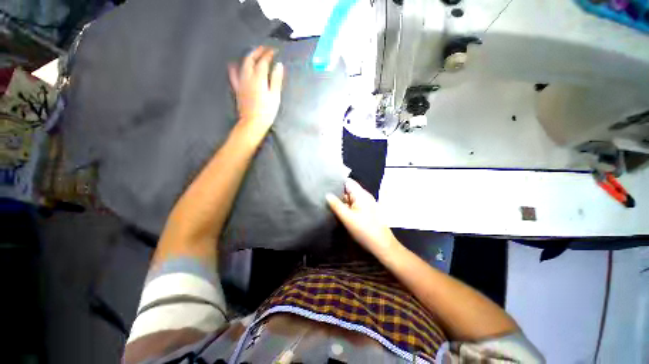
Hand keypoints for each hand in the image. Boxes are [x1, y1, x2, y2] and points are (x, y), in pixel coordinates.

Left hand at [229, 46, 283, 139]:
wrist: (253, 123)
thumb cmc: (267, 111)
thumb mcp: (275, 96)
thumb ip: (276, 79)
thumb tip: (279, 65)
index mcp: (259, 77)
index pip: (264, 61)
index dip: (269, 54)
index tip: (275, 51)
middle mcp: (247, 76)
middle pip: (251, 59)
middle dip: (258, 51)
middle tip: (265, 49)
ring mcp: (241, 82)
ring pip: (243, 64)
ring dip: (249, 56)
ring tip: (254, 53)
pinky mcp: (237, 88)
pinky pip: (233, 75)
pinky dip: (234, 67)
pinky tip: (234, 64)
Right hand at [326, 179, 398, 256]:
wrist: (382, 245)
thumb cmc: (364, 230)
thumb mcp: (347, 218)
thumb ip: (336, 205)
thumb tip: (327, 194)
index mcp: (361, 194)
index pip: (347, 181)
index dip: (336, 182)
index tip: (324, 185)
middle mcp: (364, 196)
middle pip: (348, 190)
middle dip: (337, 193)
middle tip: (323, 196)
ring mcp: (366, 204)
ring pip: (350, 198)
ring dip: (341, 201)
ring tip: (327, 203)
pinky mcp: (366, 211)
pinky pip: (353, 205)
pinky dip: (346, 206)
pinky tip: (338, 211)